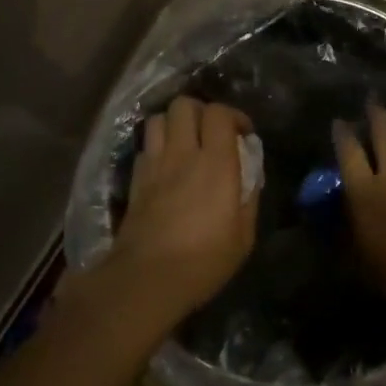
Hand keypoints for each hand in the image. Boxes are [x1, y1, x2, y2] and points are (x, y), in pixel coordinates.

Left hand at [111, 95, 258, 319]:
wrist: (146, 279)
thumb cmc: (203, 261)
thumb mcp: (244, 236)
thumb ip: (249, 196)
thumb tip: (250, 174)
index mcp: (216, 163)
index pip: (219, 113)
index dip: (234, 115)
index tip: (243, 134)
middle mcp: (182, 154)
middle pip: (184, 105)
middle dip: (201, 111)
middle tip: (212, 132)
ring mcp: (154, 164)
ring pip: (159, 119)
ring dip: (175, 124)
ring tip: (186, 143)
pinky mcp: (135, 180)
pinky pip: (145, 146)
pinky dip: (157, 147)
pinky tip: (166, 166)